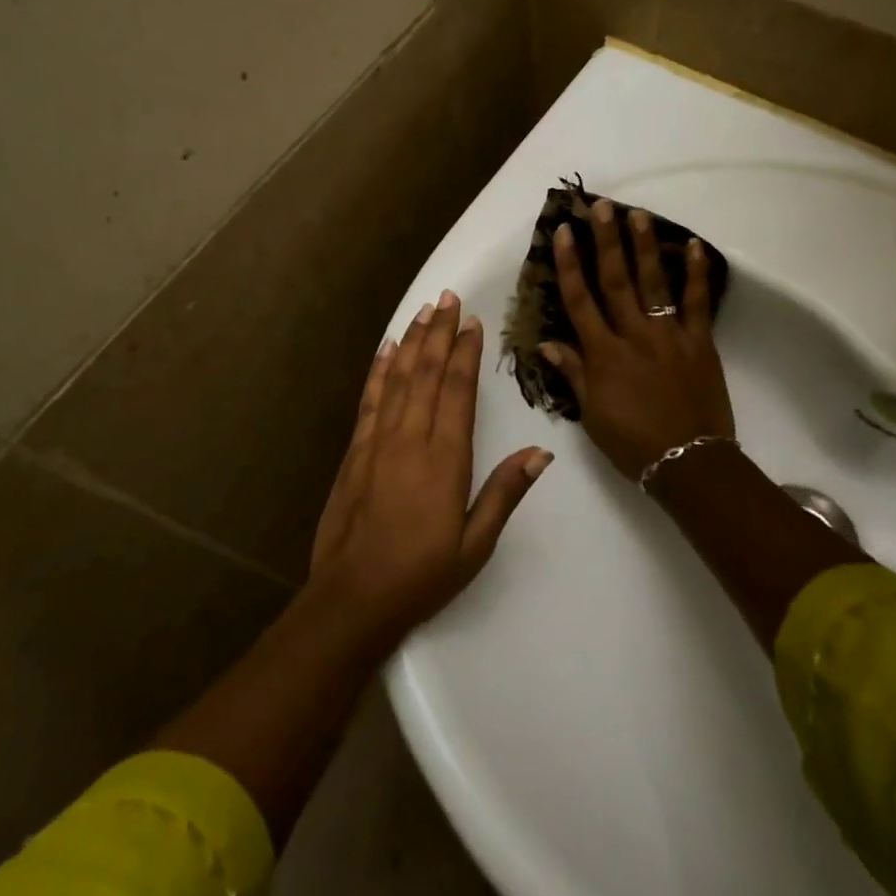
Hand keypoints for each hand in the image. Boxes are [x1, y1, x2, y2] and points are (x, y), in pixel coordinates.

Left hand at [308, 290, 551, 644]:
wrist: (354, 597)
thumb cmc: (423, 575)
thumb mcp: (476, 543)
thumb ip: (505, 493)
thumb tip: (542, 453)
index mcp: (444, 460)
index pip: (457, 392)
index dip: (465, 353)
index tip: (472, 322)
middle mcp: (410, 439)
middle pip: (426, 374)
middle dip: (438, 333)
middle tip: (448, 297)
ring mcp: (377, 442)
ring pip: (397, 379)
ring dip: (411, 342)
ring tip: (423, 310)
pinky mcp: (355, 452)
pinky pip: (369, 401)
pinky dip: (378, 371)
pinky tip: (384, 349)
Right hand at [542, 200, 734, 480]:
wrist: (689, 462)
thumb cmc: (632, 442)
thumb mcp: (592, 413)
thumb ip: (573, 373)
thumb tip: (546, 342)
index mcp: (603, 353)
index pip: (580, 300)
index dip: (569, 264)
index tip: (563, 232)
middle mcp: (633, 334)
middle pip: (616, 280)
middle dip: (606, 241)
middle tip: (601, 207)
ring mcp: (669, 335)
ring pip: (654, 283)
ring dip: (645, 247)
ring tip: (638, 214)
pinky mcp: (700, 341)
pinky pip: (697, 302)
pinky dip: (697, 273)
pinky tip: (694, 246)